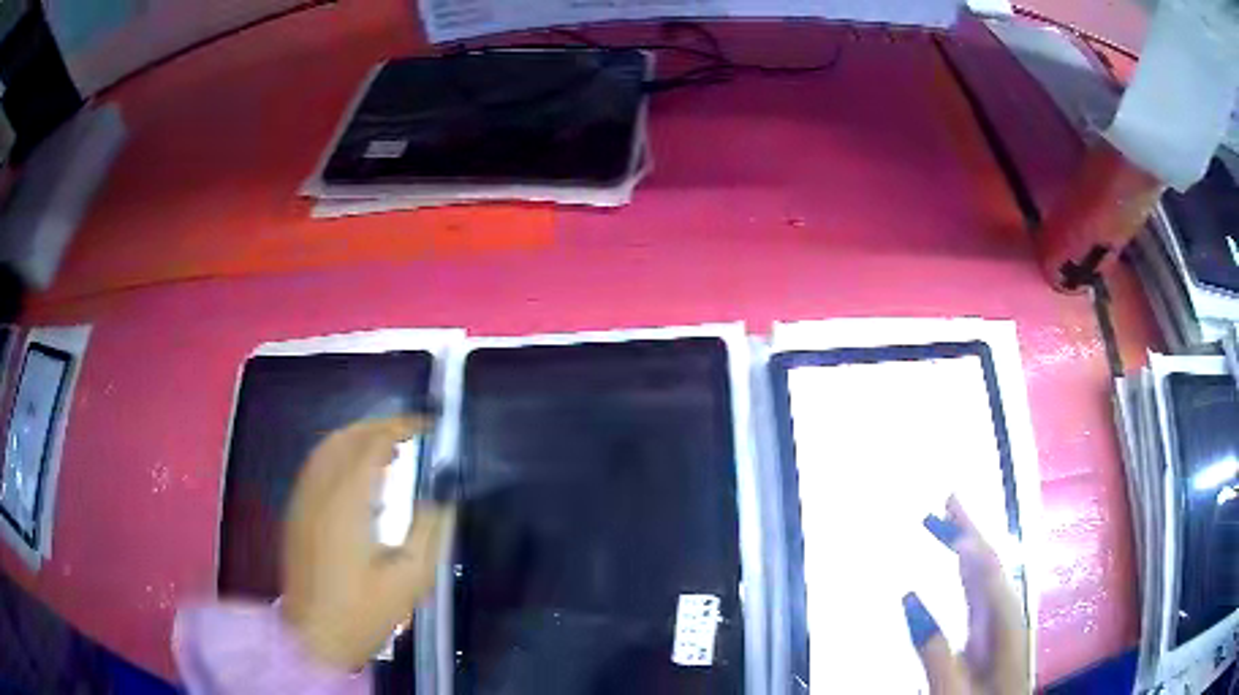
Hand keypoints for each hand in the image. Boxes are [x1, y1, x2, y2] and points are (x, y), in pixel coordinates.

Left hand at [280, 416, 453, 670]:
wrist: (314, 637)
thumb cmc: (364, 612)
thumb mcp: (411, 578)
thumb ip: (429, 529)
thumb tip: (442, 495)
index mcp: (347, 501)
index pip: (373, 443)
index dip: (403, 427)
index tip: (430, 425)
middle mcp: (319, 489)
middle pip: (346, 436)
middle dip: (380, 425)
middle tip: (412, 432)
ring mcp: (303, 499)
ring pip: (327, 447)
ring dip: (358, 436)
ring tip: (390, 448)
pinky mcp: (296, 512)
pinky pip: (317, 465)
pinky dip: (340, 453)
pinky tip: (359, 474)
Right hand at [905, 497, 1028, 693]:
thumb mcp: (952, 686)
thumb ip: (934, 649)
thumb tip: (909, 598)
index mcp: (1004, 624)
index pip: (989, 572)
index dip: (969, 540)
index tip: (946, 514)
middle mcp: (1007, 615)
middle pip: (993, 564)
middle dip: (972, 529)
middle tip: (948, 498)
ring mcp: (1004, 624)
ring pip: (990, 574)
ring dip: (972, 543)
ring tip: (952, 520)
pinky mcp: (996, 635)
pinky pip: (985, 591)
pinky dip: (972, 569)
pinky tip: (964, 564)